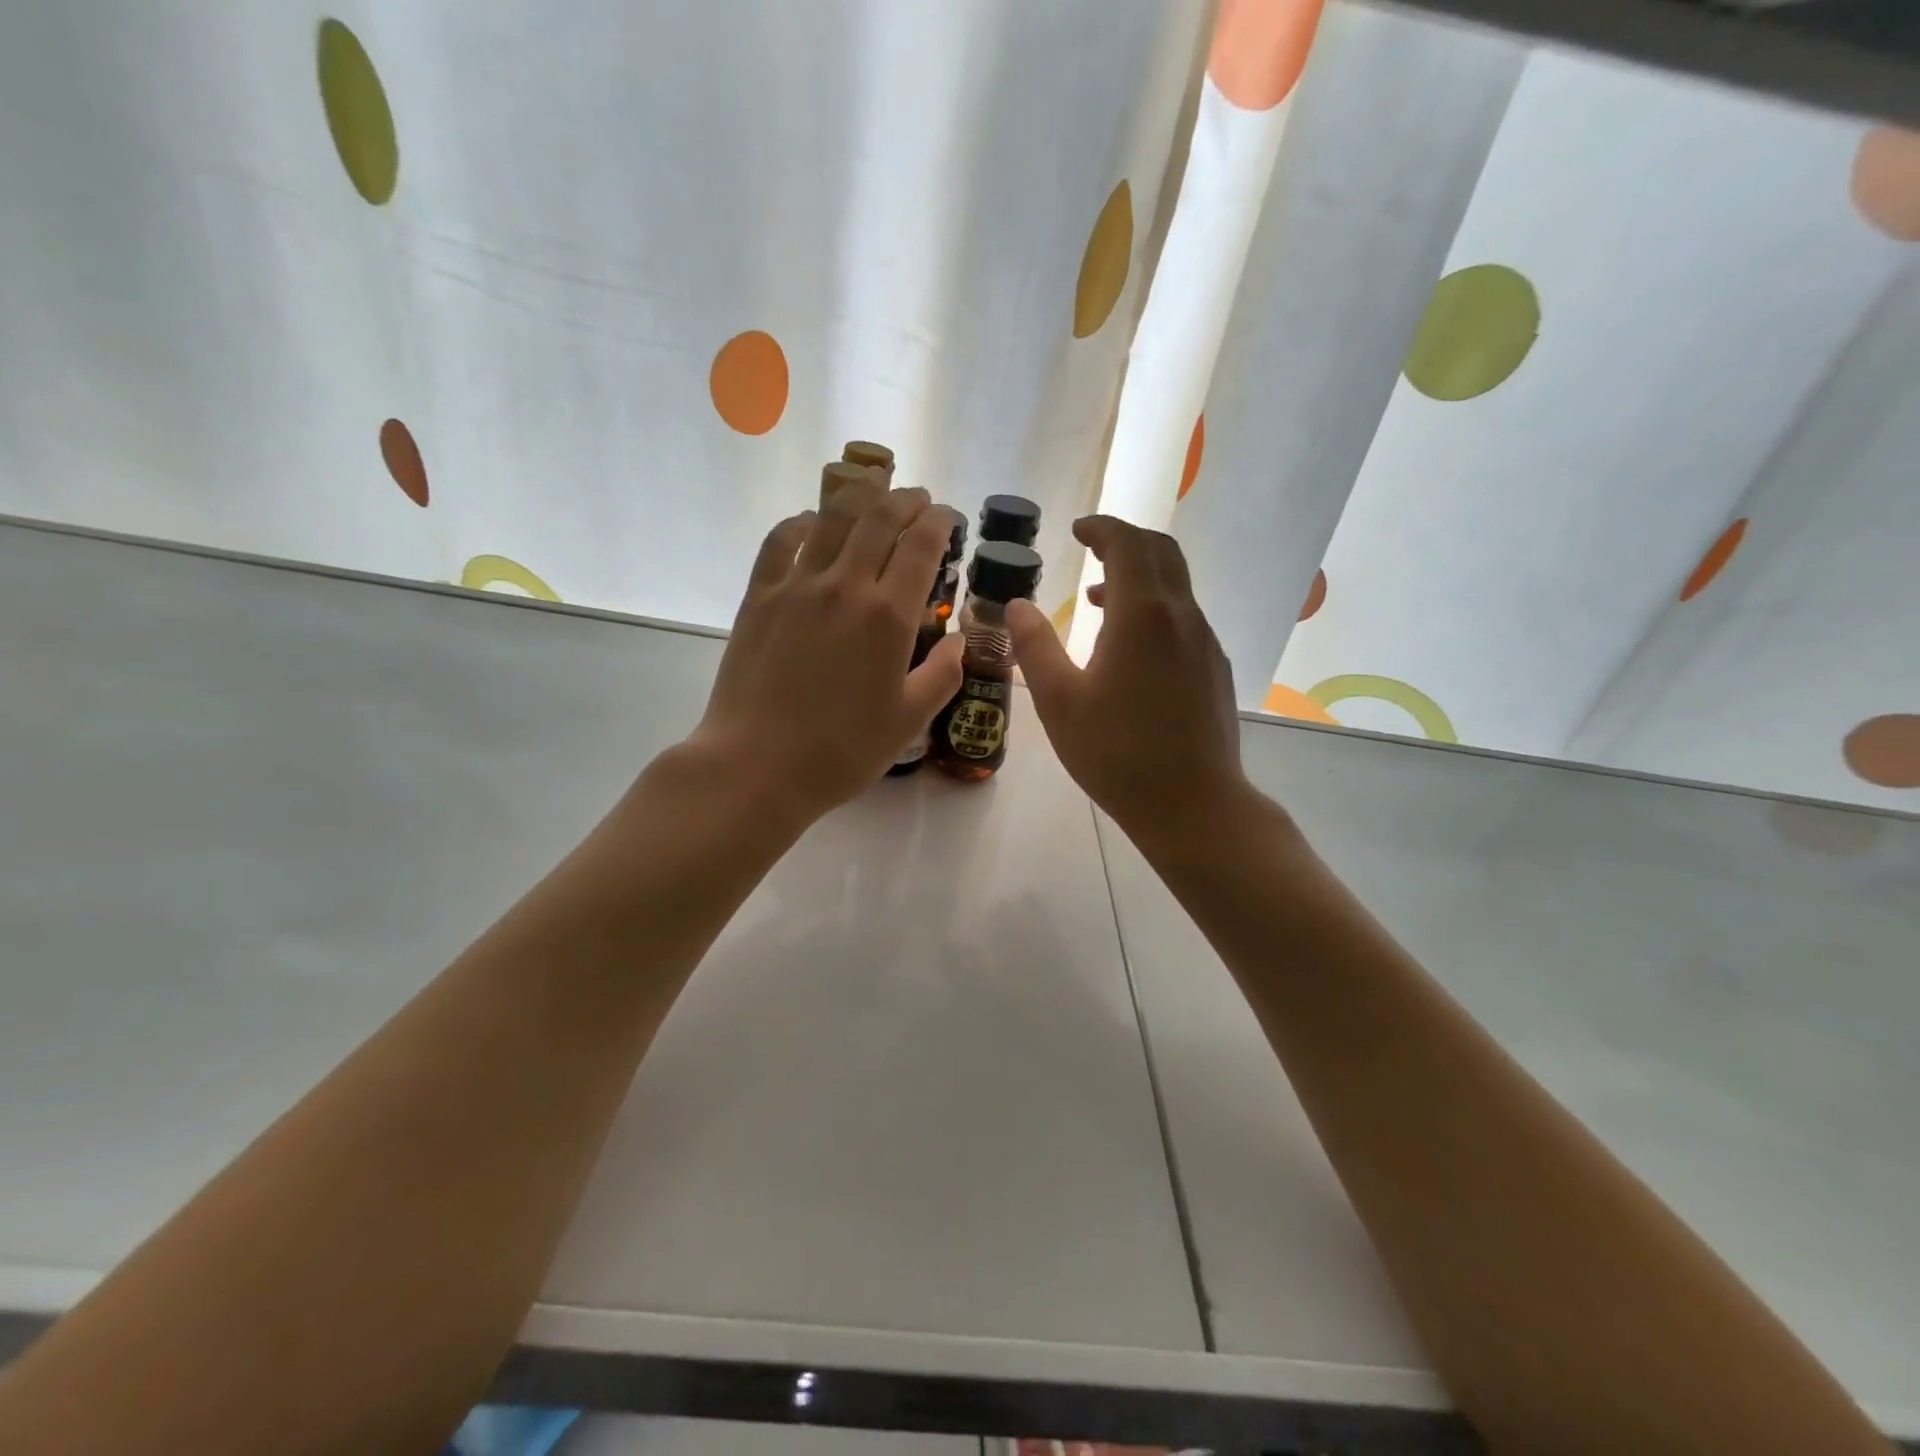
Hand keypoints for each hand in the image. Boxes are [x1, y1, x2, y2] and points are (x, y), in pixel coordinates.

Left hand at [686, 488, 962, 826]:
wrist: (757, 765)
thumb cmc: (841, 750)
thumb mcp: (908, 721)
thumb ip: (943, 675)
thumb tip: (959, 642)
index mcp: (888, 616)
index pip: (921, 545)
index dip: (939, 522)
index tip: (948, 517)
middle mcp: (845, 586)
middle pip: (879, 519)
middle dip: (905, 500)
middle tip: (919, 499)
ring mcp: (796, 586)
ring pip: (832, 519)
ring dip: (859, 496)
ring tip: (874, 490)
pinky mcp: (759, 596)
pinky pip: (780, 540)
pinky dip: (801, 522)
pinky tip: (811, 523)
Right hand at [1007, 516, 1249, 848]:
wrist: (1193, 804)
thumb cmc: (1117, 754)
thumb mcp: (1060, 702)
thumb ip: (1035, 647)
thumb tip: (1018, 605)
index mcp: (1142, 615)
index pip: (1128, 544)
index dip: (1102, 528)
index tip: (1077, 529)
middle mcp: (1181, 616)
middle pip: (1161, 552)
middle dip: (1126, 541)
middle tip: (1091, 548)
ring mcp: (1205, 642)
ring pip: (1176, 585)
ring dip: (1140, 576)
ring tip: (1098, 598)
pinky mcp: (1215, 668)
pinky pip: (1184, 617)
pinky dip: (1155, 607)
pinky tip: (1130, 646)